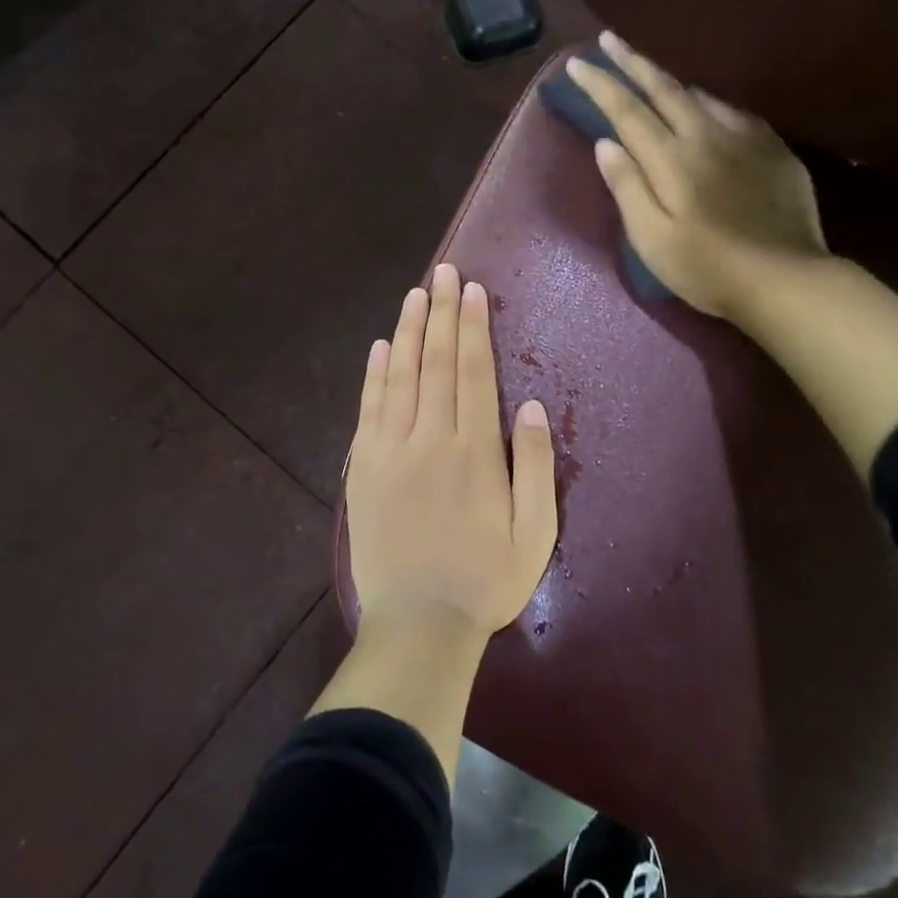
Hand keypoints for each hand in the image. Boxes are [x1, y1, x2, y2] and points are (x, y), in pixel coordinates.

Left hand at [345, 263, 558, 641]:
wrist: (418, 624)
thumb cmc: (485, 580)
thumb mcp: (534, 533)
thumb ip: (534, 466)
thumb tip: (529, 405)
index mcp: (473, 451)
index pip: (472, 372)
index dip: (471, 327)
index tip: (471, 290)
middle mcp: (429, 438)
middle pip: (435, 362)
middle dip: (440, 313)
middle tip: (443, 273)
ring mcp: (389, 451)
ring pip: (399, 376)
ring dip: (407, 332)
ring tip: (414, 295)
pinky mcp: (362, 468)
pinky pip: (369, 409)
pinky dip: (374, 374)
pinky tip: (379, 347)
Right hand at [567, 30, 829, 319]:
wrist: (787, 280)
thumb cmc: (708, 269)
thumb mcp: (652, 239)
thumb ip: (628, 187)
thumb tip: (606, 144)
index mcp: (671, 159)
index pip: (627, 111)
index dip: (601, 84)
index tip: (578, 62)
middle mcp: (706, 136)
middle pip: (664, 88)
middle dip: (633, 61)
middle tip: (610, 39)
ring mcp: (745, 138)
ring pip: (700, 94)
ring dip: (670, 78)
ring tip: (652, 69)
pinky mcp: (773, 148)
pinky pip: (734, 110)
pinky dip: (709, 100)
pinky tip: (708, 106)